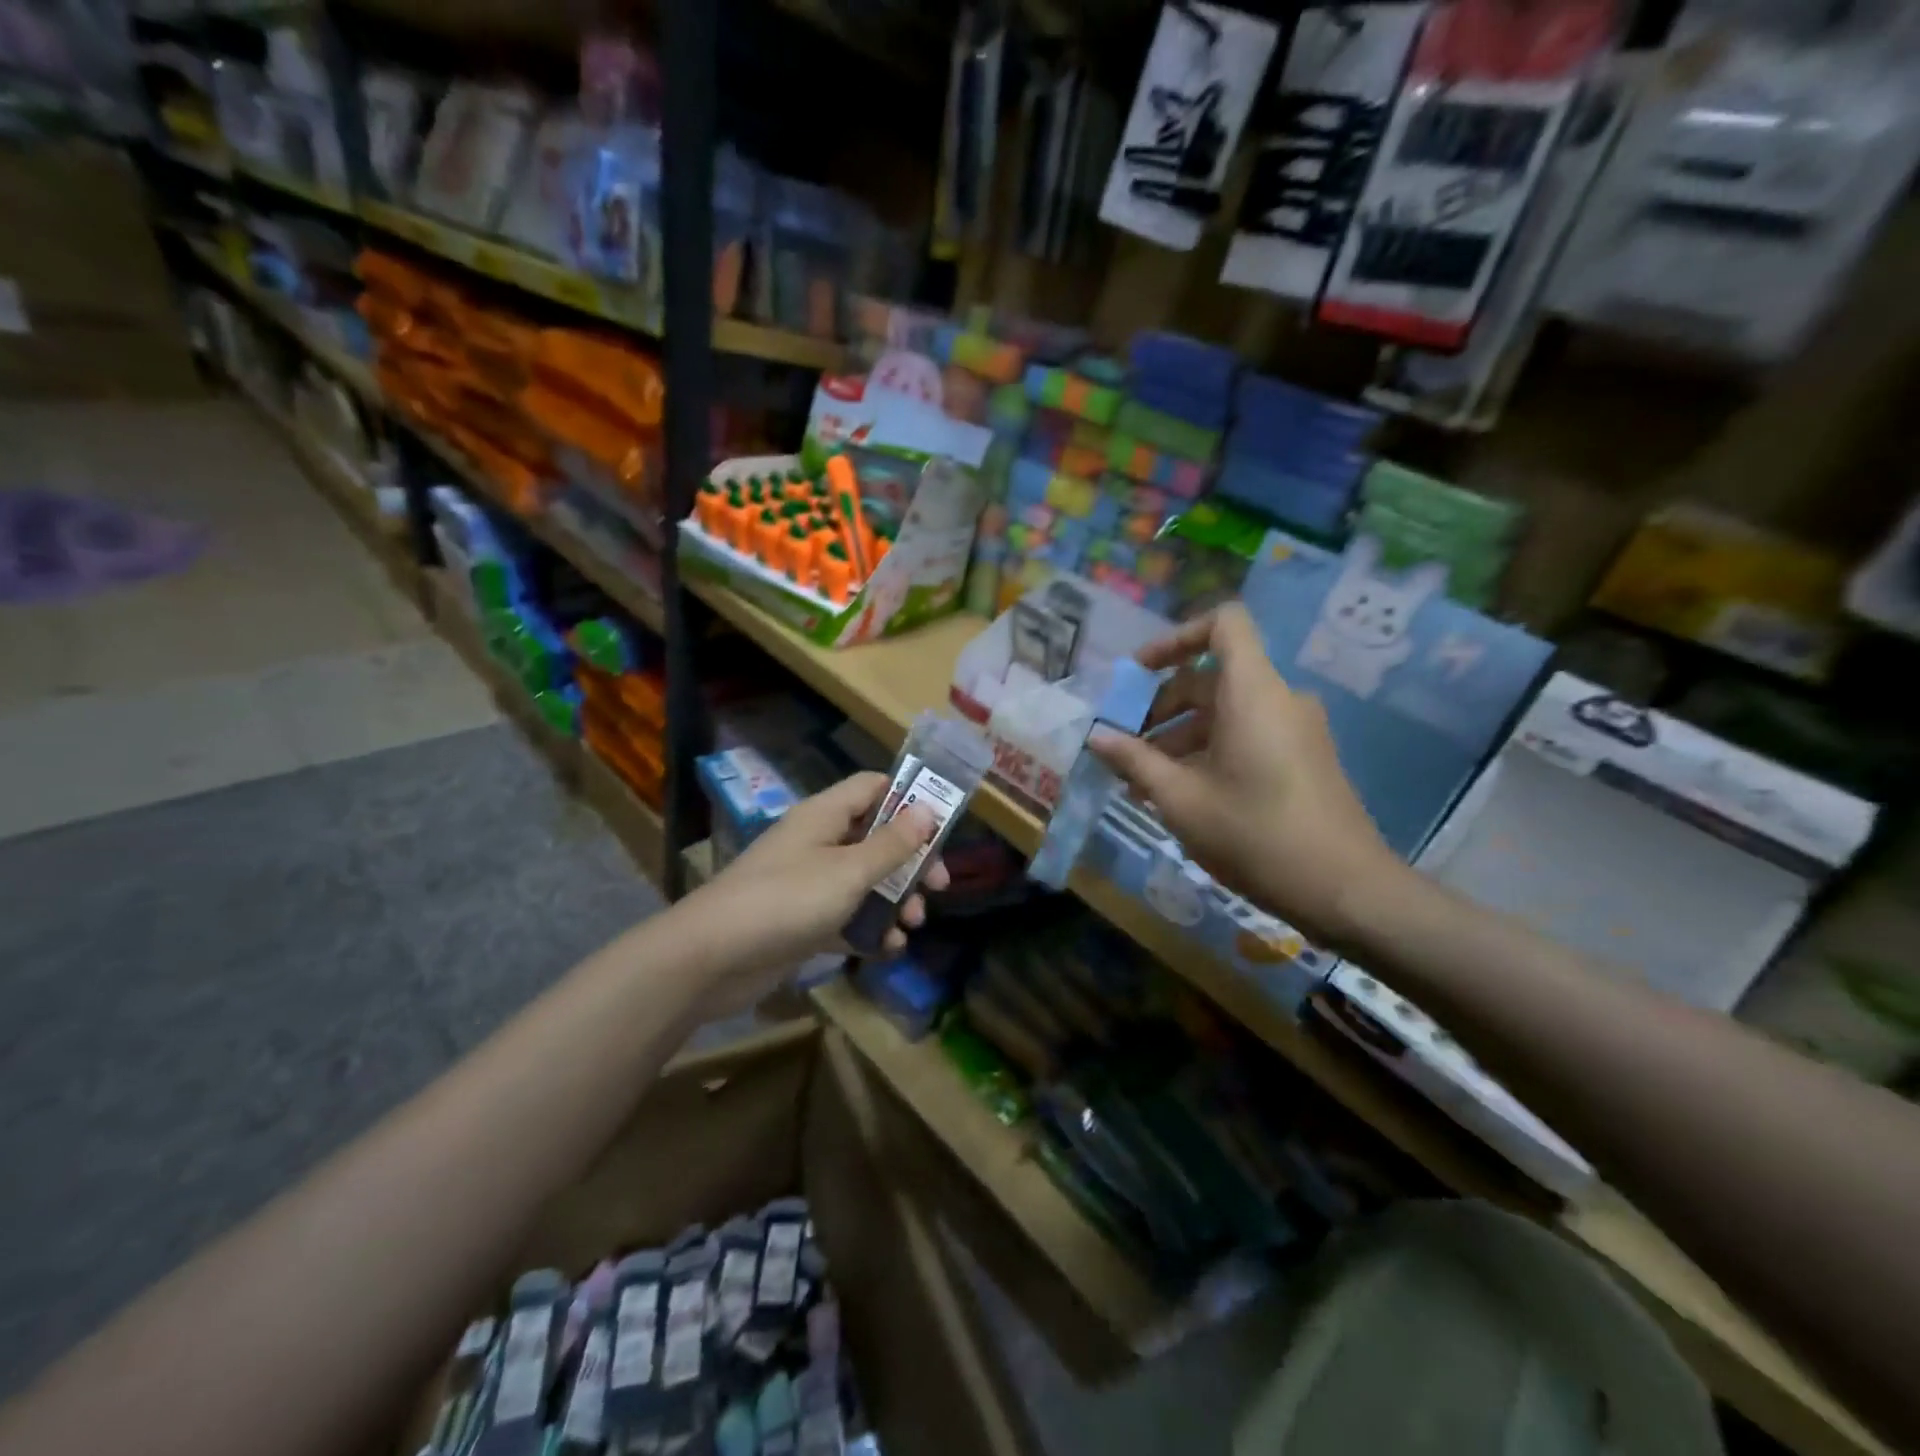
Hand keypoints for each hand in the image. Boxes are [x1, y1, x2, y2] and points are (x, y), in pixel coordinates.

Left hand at [677, 772, 947, 1013]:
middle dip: (910, 862)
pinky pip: (845, 917)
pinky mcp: (801, 921)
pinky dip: (868, 930)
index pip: (873, 787)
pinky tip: (887, 950)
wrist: (711, 959)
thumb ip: (892, 844)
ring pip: (864, 880)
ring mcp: (807, 882)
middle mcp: (817, 842)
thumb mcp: (849, 871)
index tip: (942, 826)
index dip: (909, 799)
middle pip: (876, 837)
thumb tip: (928, 809)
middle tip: (939, 887)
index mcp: (824, 815)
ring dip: (894, 900)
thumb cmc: (786, 901)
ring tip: (913, 925)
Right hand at [1088, 603, 1399, 947]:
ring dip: (1180, 735)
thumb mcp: (1181, 799)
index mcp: (1253, 692)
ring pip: (1226, 711)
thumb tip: (1097, 737)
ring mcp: (1295, 729)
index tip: (1139, 673)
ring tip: (1142, 780)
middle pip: (1213, 676)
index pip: (1223, 624)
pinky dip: (1209, 750)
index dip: (1177, 637)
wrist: (1344, 889)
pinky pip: (1247, 734)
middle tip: (1125, 744)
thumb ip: (1135, 760)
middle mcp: (1279, 698)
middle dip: (1162, 705)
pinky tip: (1180, 794)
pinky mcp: (1303, 757)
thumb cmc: (1255, 834)